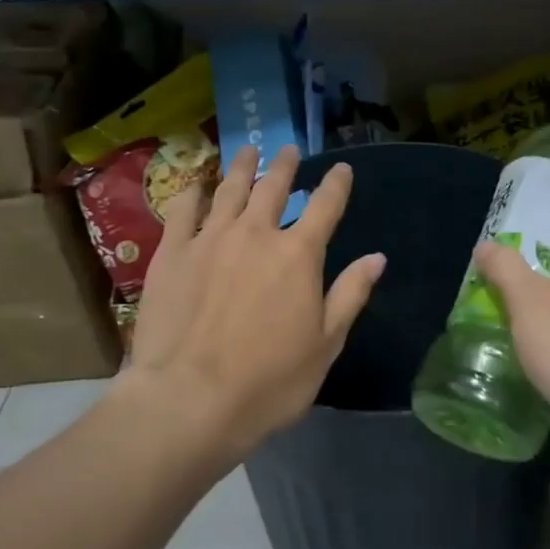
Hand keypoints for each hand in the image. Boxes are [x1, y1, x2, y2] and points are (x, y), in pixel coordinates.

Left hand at [130, 144, 383, 463]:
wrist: (189, 399)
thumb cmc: (269, 381)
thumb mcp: (325, 344)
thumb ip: (350, 295)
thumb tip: (377, 257)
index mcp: (299, 255)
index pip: (325, 206)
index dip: (336, 184)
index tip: (342, 169)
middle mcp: (256, 234)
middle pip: (273, 187)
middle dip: (285, 166)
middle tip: (288, 150)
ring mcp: (210, 239)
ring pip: (229, 190)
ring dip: (242, 167)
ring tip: (248, 150)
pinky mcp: (172, 253)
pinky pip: (183, 210)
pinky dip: (193, 192)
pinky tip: (197, 185)